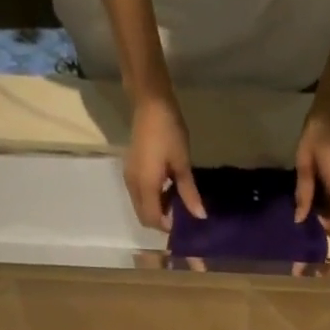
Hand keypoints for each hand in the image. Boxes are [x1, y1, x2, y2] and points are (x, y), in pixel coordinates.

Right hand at [125, 95, 206, 230]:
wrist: (150, 103)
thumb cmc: (169, 131)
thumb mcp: (182, 163)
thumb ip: (189, 192)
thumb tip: (200, 216)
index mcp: (145, 185)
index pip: (153, 218)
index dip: (167, 226)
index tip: (184, 222)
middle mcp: (133, 185)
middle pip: (144, 216)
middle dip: (161, 220)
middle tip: (180, 214)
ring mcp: (129, 177)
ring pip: (140, 206)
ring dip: (156, 210)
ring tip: (176, 201)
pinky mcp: (130, 170)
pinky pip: (139, 195)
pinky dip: (151, 199)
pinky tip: (166, 189)